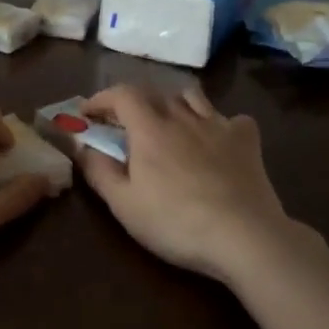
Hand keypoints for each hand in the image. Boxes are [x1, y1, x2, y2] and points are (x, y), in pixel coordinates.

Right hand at [75, 84, 297, 283]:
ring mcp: (218, 126)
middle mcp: (182, 117)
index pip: (121, 94)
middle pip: (155, 93)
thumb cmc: (176, 223)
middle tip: (124, 124)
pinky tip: (217, 141)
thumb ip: (99, 171)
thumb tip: (81, 146)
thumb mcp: (124, 205)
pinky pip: (232, 119)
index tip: (88, 113)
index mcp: (150, 129)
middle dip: (133, 102)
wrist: (244, 236)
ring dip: (174, 103)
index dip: (101, 98)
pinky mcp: (247, 141)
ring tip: (169, 124)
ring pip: (192, 97)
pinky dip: (220, 124)